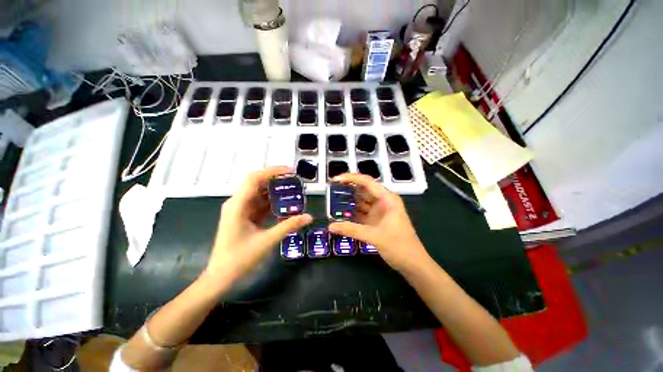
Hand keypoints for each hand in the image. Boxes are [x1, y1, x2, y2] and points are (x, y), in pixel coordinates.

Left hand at [203, 167, 312, 287]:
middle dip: (276, 180)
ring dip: (274, 191)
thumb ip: (289, 226)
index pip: (254, 179)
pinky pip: (259, 204)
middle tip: (294, 180)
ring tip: (293, 191)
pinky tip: (284, 205)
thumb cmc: (240, 259)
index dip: (272, 171)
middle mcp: (237, 203)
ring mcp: (239, 210)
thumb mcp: (267, 241)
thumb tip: (309, 217)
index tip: (290, 171)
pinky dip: (271, 203)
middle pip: (256, 183)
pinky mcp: (243, 217)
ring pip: (259, 194)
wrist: (221, 277)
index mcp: (238, 205)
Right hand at [328, 173, 429, 272]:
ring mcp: (379, 211)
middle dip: (348, 189)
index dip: (351, 178)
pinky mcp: (376, 220)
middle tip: (331, 190)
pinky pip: (362, 213)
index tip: (336, 179)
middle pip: (363, 190)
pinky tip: (341, 214)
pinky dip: (352, 213)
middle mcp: (383, 201)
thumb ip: (351, 230)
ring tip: (332, 201)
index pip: (367, 182)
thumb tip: (330, 226)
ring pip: (361, 202)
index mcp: (387, 198)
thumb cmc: (399, 246)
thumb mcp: (374, 236)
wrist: (413, 264)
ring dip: (349, 202)